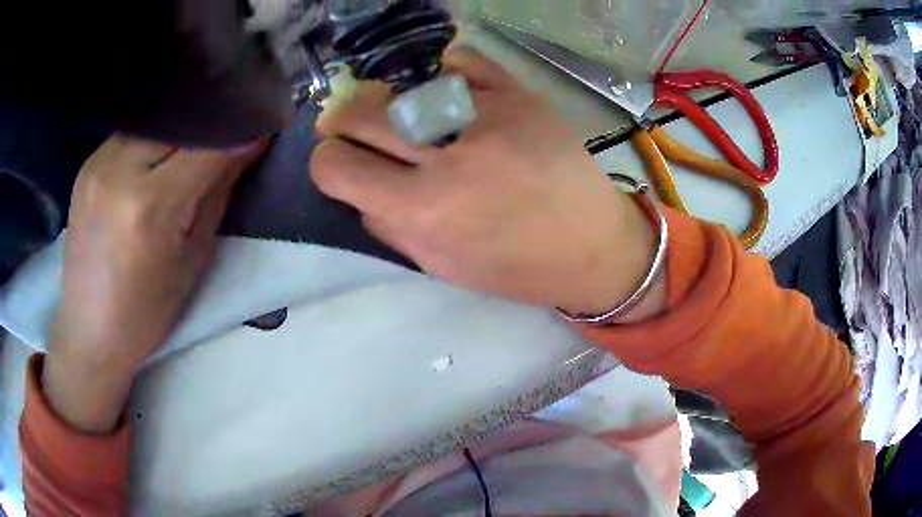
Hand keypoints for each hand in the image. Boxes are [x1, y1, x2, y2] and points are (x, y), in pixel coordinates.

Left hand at [43, 135, 264, 432]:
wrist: (89, 328)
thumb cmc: (147, 310)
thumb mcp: (194, 257)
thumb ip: (219, 191)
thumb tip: (249, 142)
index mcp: (151, 207)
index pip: (208, 145)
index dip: (242, 130)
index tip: (265, 123)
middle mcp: (120, 171)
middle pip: (182, 122)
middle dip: (214, 124)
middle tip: (231, 136)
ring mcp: (98, 162)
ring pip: (157, 120)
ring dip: (182, 129)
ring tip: (191, 149)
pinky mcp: (88, 162)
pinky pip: (132, 132)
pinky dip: (154, 137)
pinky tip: (157, 157)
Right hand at [311, 48, 661, 316]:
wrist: (594, 246)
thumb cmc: (517, 268)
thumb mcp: (441, 266)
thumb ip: (389, 227)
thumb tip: (359, 187)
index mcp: (423, 212)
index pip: (336, 167)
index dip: (327, 161)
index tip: (337, 160)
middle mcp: (447, 158)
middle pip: (359, 113)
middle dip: (343, 122)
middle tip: (354, 127)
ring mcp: (486, 116)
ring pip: (402, 83)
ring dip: (387, 98)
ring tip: (400, 113)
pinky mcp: (518, 94)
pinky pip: (459, 60)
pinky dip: (439, 70)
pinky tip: (439, 88)